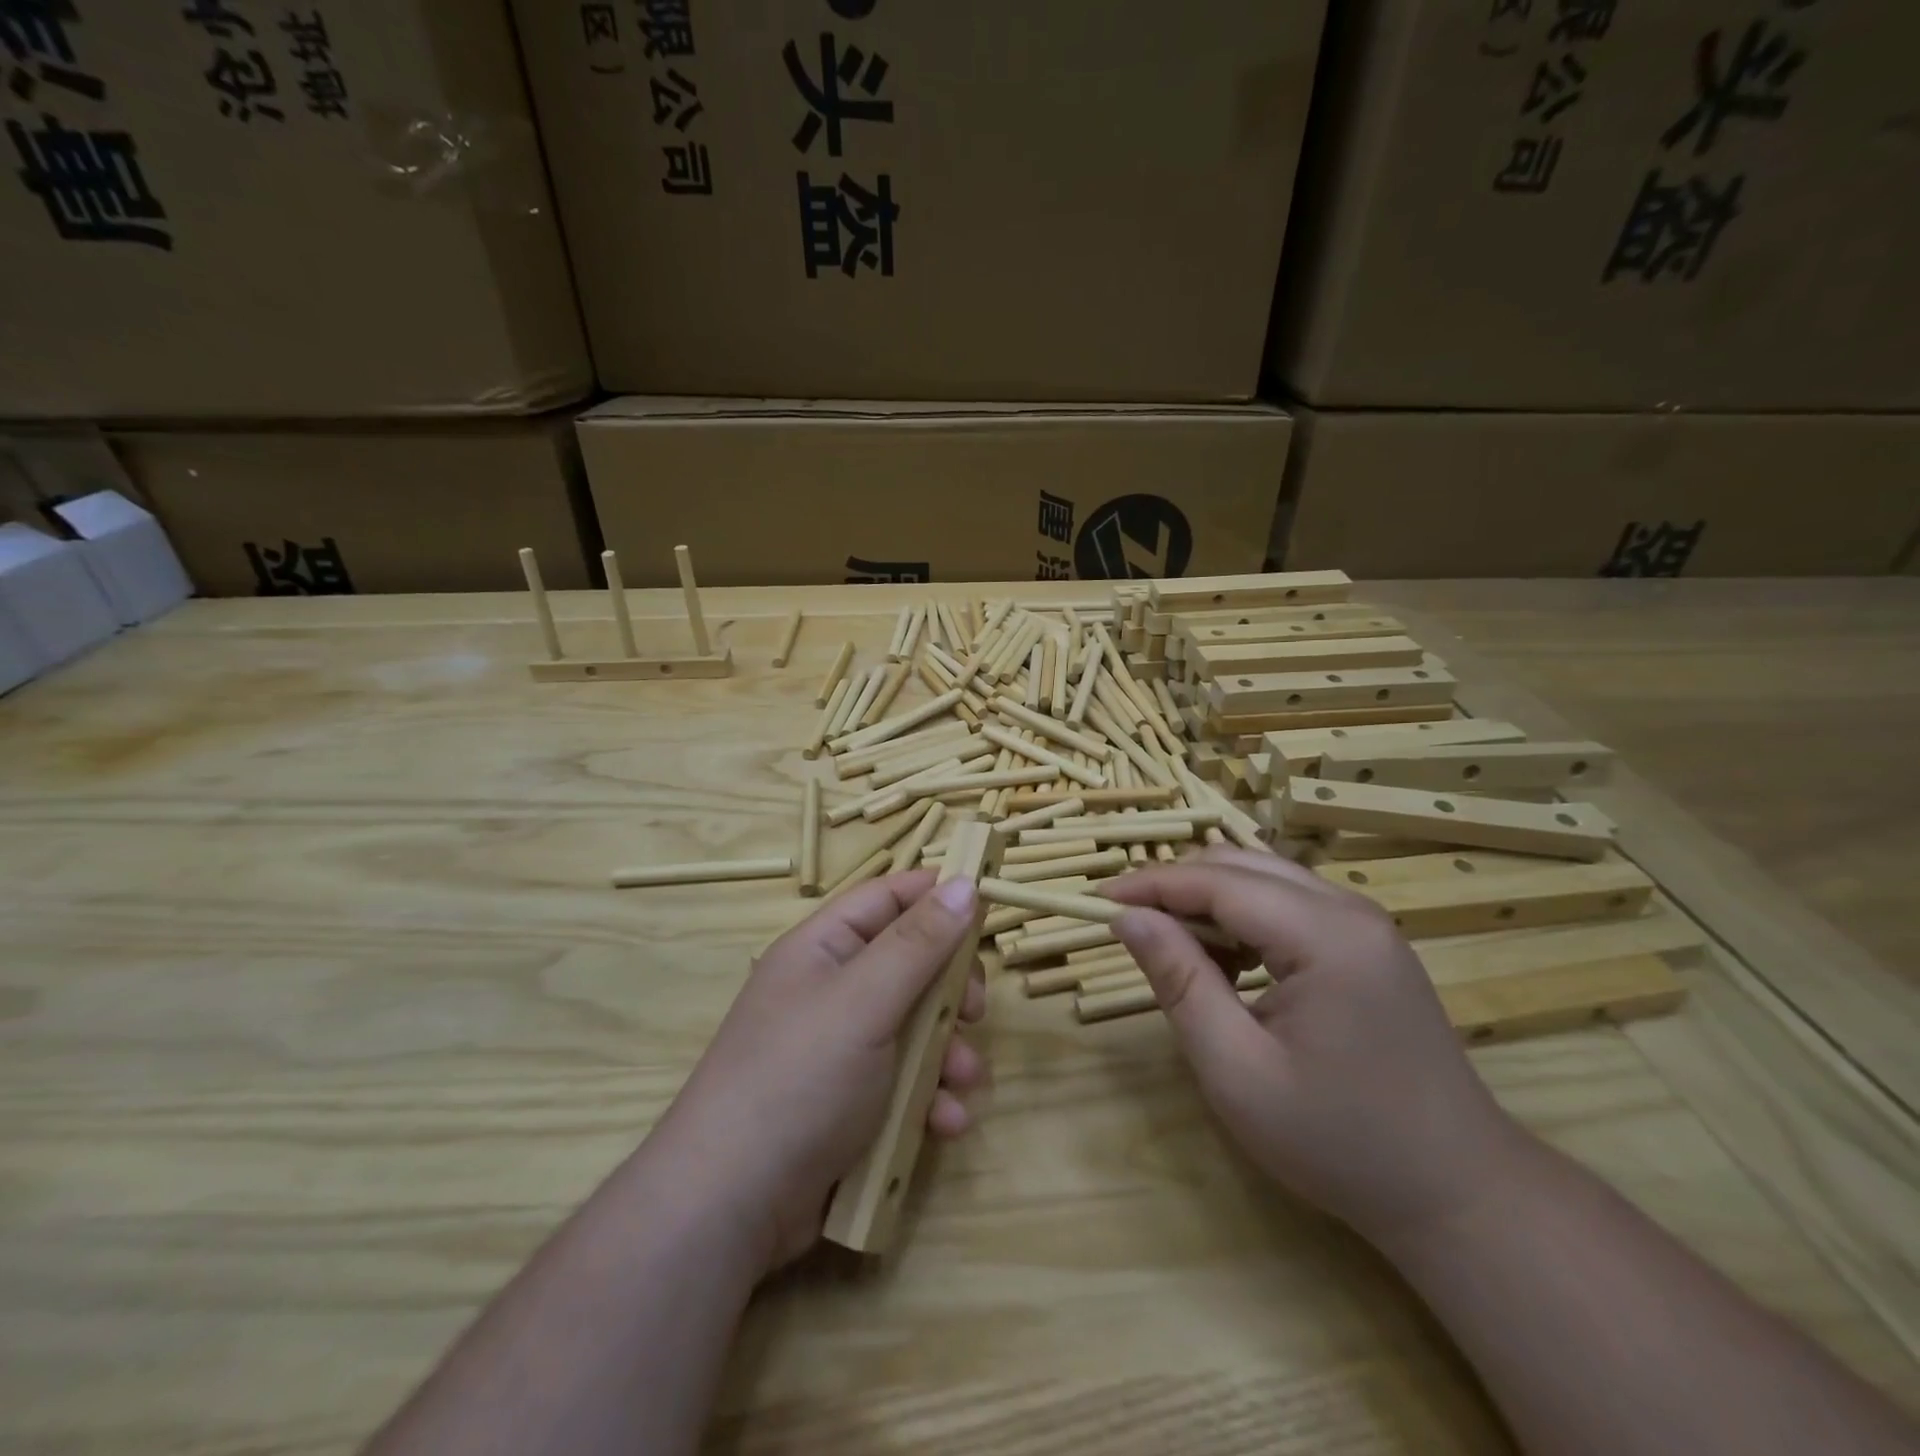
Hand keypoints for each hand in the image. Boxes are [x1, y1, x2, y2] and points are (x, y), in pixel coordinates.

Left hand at [648, 871, 985, 1272]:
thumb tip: (965, 882)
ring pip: (917, 1027)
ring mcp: (842, 1049)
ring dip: (949, 1052)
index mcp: (823, 948)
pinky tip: (945, 1123)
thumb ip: (918, 943)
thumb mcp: (864, 1001)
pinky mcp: (853, 1102)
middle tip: (974, 1010)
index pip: (887, 898)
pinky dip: (931, 1098)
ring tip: (965, 1080)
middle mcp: (833, 990)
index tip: (988, 904)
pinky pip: (906, 1082)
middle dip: (951, 987)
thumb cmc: (800, 1078)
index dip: (936, 895)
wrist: (733, 1206)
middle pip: (910, 964)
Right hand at [1106, 848, 1526, 1243]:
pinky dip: (1243, 916)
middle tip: (1128, 925)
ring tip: (1174, 949)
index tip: (1096, 900)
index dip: (1150, 884)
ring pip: (1264, 877)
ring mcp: (1365, 924)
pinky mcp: (1368, 943)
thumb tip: (1126, 917)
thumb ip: (1180, 981)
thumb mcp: (1237, 1070)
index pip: (1217, 880)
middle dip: (1176, 886)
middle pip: (1241, 864)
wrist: (1458, 1194)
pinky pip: (1289, 903)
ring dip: (1208, 900)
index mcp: (1325, 936)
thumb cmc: (1338, 1142)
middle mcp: (1350, 910)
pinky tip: (1229, 963)